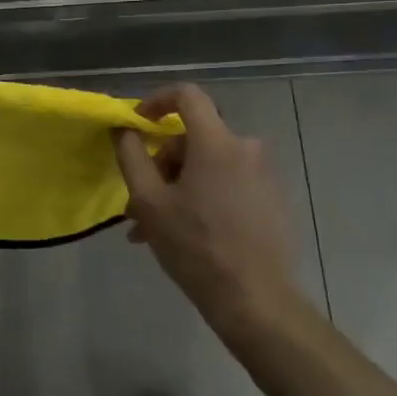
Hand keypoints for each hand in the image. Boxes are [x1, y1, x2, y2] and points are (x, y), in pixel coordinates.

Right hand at [113, 85, 303, 324]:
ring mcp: (264, 175)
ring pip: (209, 165)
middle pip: (193, 138)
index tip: (138, 124)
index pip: (187, 95)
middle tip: (139, 203)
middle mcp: (246, 148)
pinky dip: (204, 197)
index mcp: (217, 143)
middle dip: (162, 165)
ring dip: (179, 187)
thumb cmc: (196, 246)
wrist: (256, 300)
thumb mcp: (149, 202)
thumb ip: (131, 156)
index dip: (157, 101)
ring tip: (156, 228)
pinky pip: (229, 183)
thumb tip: (123, 128)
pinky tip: (188, 234)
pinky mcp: (273, 199)